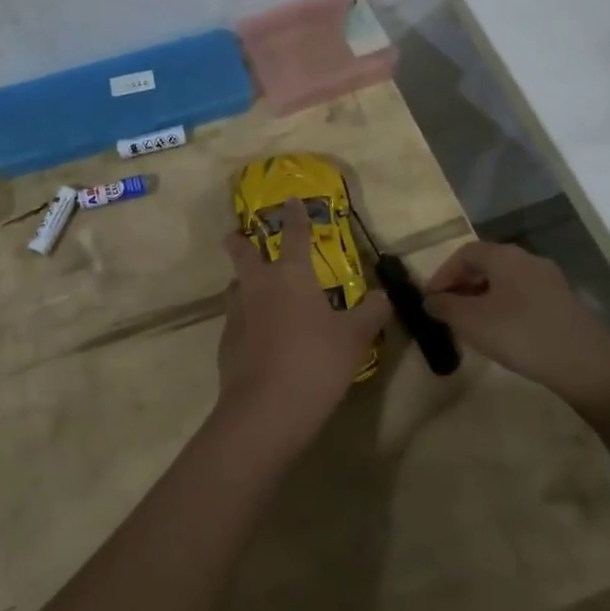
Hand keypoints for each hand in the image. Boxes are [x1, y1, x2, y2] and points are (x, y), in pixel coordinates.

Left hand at [215, 198, 389, 457]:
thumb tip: (383, 297)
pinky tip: (258, 337)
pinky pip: (235, 320)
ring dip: (242, 282)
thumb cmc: (316, 362)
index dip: (295, 216)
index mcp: (291, 276)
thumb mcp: (354, 339)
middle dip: (239, 241)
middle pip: (242, 253)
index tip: (291, 201)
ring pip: (235, 287)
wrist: (266, 409)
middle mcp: (259, 286)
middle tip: (236, 235)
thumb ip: (371, 314)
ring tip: (254, 290)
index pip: (295, 235)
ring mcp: (237, 314)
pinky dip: (246, 320)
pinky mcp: (226, 343)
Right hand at [424, 241, 609, 409]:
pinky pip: (524, 297)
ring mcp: (551, 280)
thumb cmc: (520, 334)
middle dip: (463, 286)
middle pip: (486, 265)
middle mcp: (528, 259)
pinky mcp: (564, 303)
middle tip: (448, 312)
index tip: (431, 299)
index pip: (464, 253)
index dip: (443, 274)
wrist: (587, 363)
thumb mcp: (471, 322)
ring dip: (484, 298)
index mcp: (504, 256)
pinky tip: (503, 333)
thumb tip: (431, 300)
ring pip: (506, 282)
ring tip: (472, 325)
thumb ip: (445, 307)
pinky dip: (506, 308)